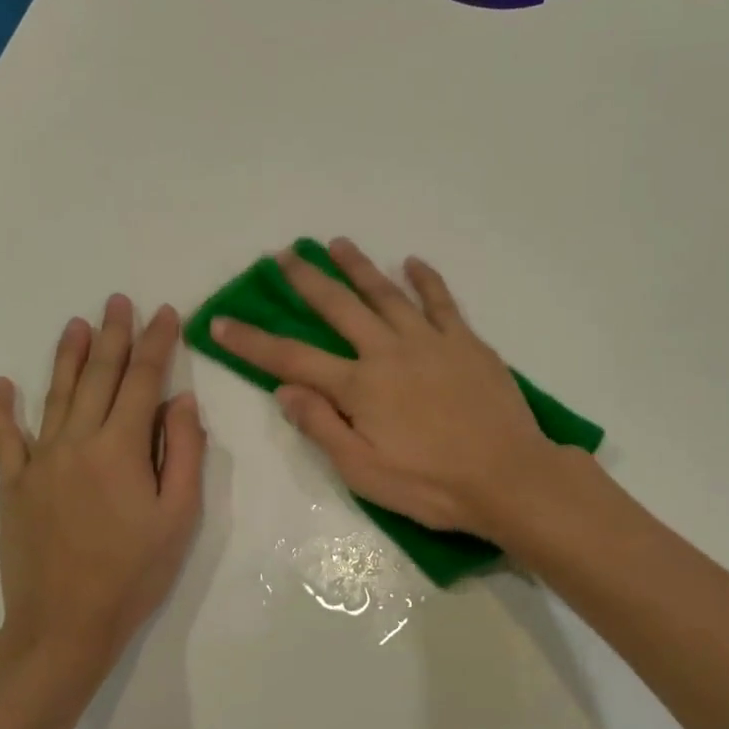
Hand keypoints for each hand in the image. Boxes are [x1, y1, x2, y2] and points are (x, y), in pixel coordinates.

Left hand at [0, 297, 205, 680]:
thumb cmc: (134, 573)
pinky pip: (4, 437)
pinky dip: (1, 408)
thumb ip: (183, 453)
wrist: (65, 624)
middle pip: (100, 377)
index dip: (157, 343)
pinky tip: (1, 384)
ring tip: (77, 324)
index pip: (144, 381)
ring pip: (57, 394)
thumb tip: (181, 401)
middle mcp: (77, 441)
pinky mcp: (14, 484)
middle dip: (114, 335)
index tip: (167, 313)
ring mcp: (40, 461)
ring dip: (69, 356)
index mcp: (121, 448)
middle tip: (119, 301)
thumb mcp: (179, 517)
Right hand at [210, 239, 562, 539]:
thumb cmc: (431, 484)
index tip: (220, 321)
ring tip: (337, 244)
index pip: (292, 358)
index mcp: (359, 387)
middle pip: (339, 307)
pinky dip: (425, 279)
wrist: (509, 477)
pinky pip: (442, 301)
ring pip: (386, 293)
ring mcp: (430, 341)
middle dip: (307, 280)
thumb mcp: (363, 471)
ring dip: (358, 267)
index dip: (252, 341)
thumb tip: (285, 389)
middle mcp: (388, 352)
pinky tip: (412, 262)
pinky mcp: (466, 342)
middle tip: (284, 255)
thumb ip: (322, 427)